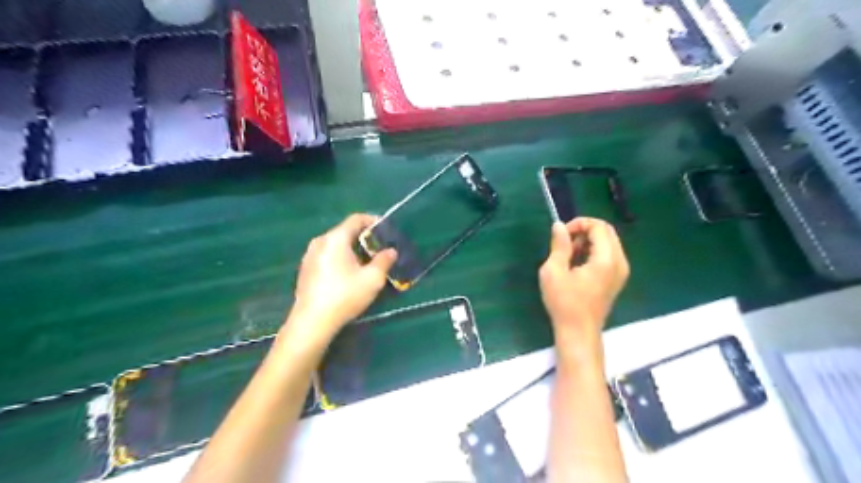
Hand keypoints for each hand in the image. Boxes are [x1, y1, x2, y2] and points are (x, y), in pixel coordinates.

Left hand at [288, 214, 397, 343]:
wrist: (312, 322)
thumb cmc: (344, 296)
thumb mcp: (372, 279)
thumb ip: (384, 261)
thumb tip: (391, 251)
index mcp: (335, 238)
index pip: (356, 219)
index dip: (373, 221)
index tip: (386, 230)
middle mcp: (320, 241)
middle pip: (345, 231)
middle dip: (363, 237)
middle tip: (379, 248)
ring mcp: (309, 255)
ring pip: (335, 244)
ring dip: (351, 248)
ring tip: (366, 261)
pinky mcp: (305, 269)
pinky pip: (327, 255)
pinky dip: (340, 257)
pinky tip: (348, 274)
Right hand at [541, 218, 630, 346]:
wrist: (578, 332)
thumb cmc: (564, 303)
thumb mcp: (554, 272)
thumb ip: (559, 246)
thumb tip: (559, 225)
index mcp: (606, 259)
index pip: (599, 227)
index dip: (579, 224)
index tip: (561, 235)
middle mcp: (620, 262)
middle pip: (607, 232)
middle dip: (584, 230)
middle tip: (564, 243)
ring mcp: (621, 271)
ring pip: (608, 242)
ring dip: (588, 241)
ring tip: (569, 255)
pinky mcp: (617, 279)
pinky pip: (608, 254)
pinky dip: (593, 251)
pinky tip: (577, 265)